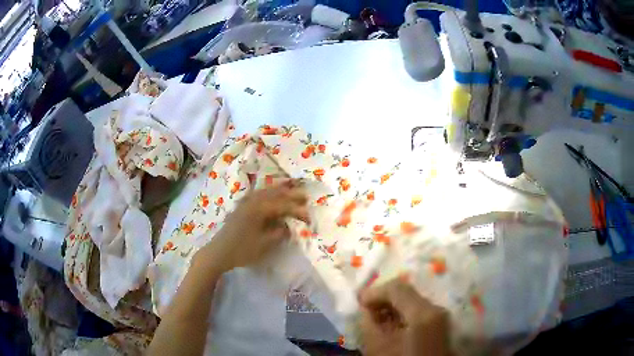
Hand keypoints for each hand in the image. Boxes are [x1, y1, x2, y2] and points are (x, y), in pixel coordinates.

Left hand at [196, 181, 309, 272]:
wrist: (219, 252)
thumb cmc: (242, 250)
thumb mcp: (264, 245)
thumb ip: (279, 233)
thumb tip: (287, 226)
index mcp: (259, 209)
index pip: (283, 206)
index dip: (298, 211)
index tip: (309, 218)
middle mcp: (252, 201)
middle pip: (275, 194)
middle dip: (291, 194)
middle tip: (305, 196)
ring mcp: (245, 202)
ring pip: (266, 191)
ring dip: (279, 190)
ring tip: (291, 189)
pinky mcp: (241, 207)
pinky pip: (257, 194)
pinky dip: (267, 193)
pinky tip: (269, 194)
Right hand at [358, 280, 451, 355]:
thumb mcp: (378, 348)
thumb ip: (368, 324)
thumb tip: (365, 308)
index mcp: (423, 313)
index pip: (397, 288)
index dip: (374, 291)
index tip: (358, 301)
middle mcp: (437, 309)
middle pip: (407, 292)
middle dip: (384, 298)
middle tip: (366, 309)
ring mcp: (441, 316)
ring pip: (414, 301)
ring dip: (393, 306)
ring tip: (376, 319)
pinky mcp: (441, 324)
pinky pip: (420, 311)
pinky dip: (403, 314)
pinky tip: (392, 325)